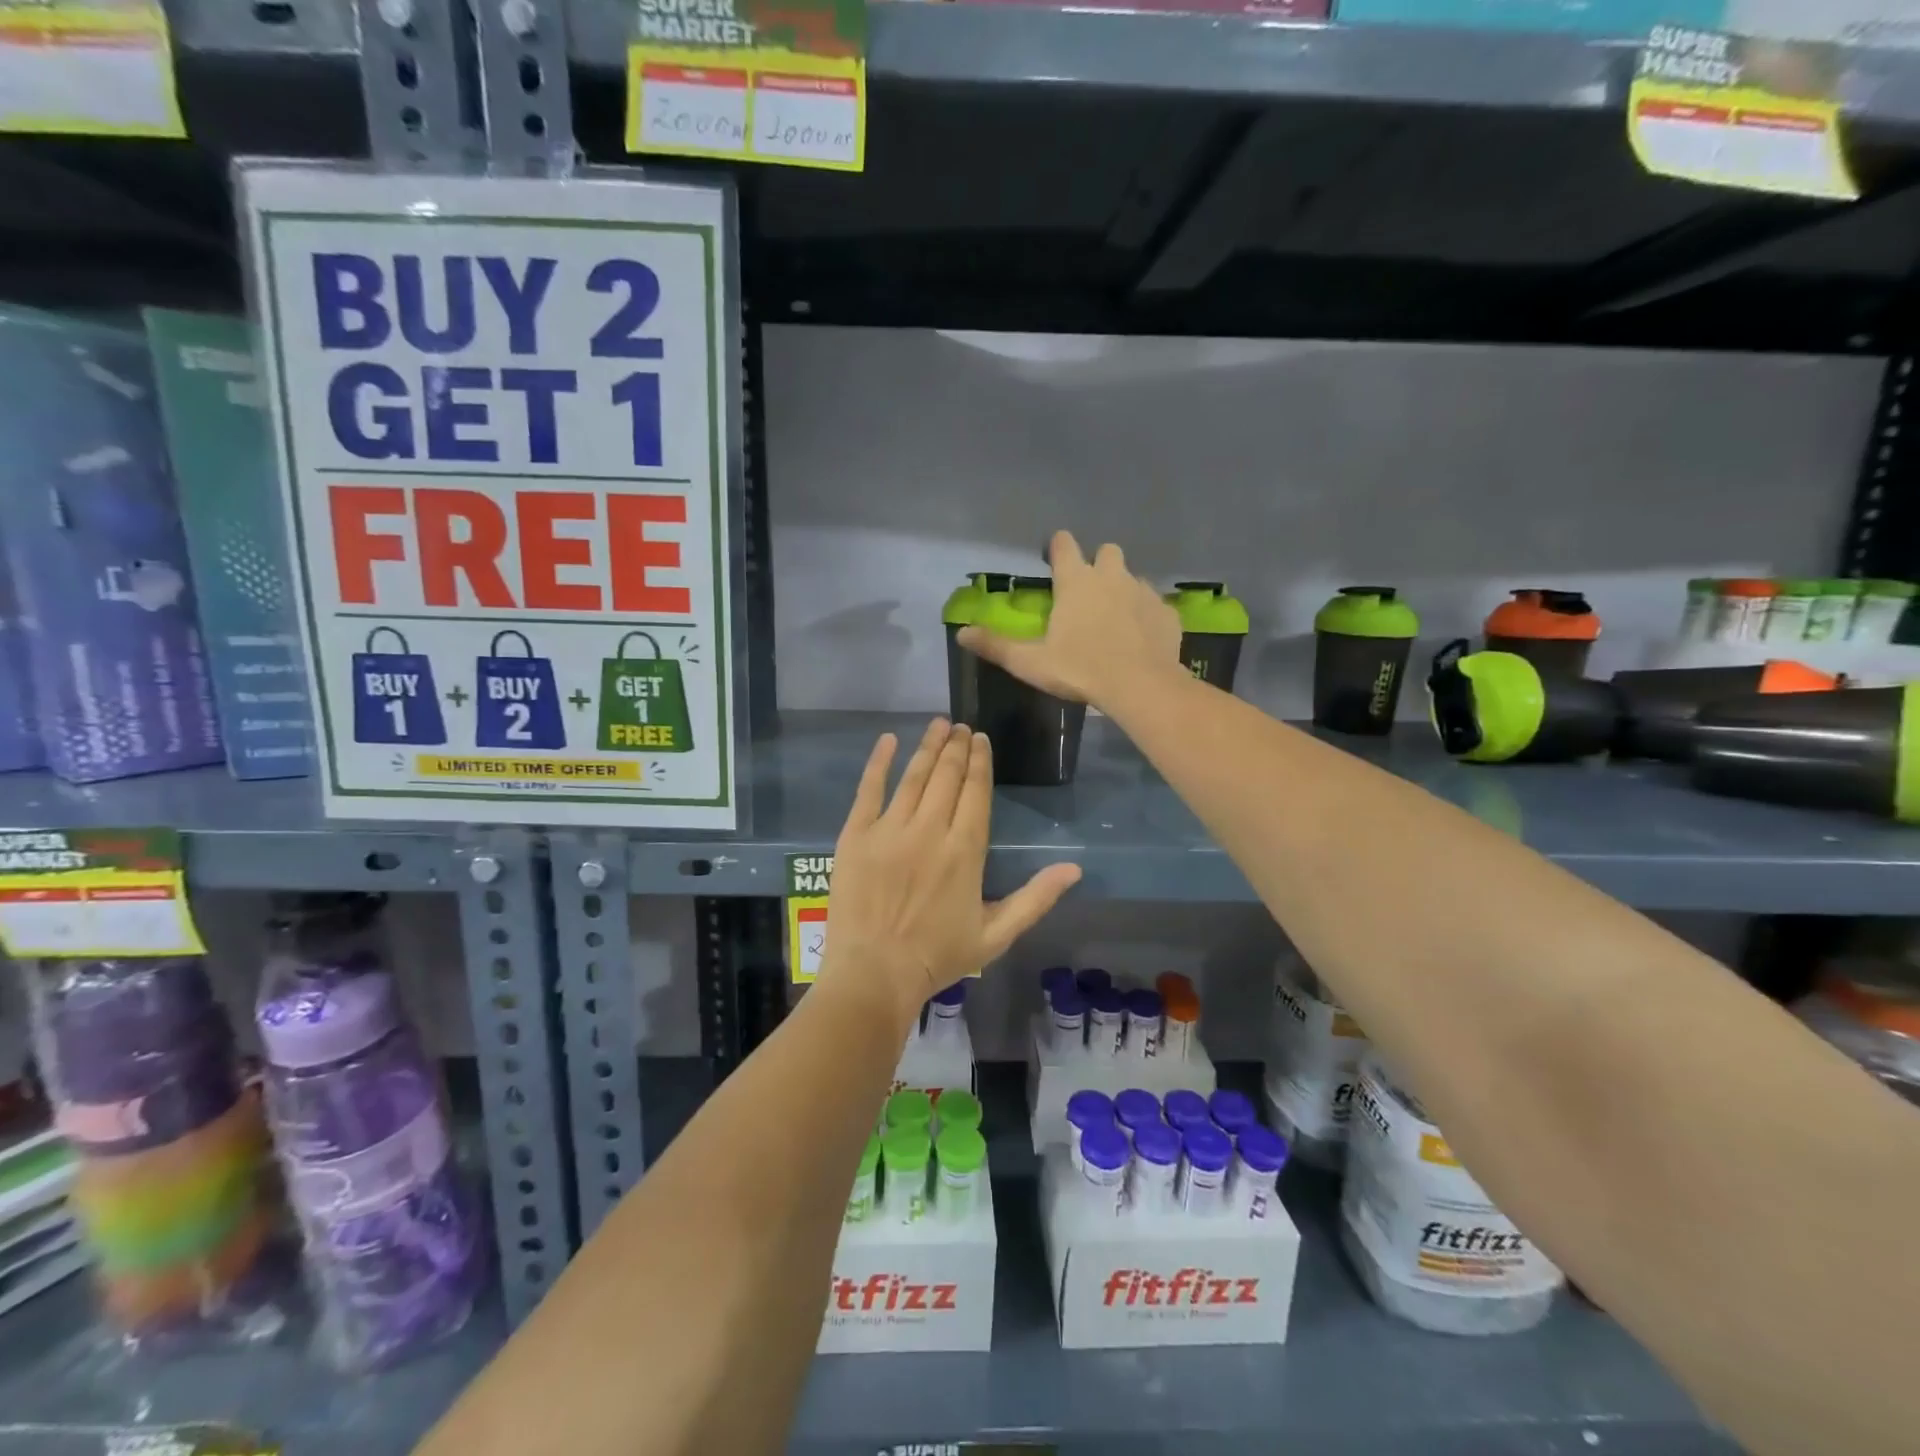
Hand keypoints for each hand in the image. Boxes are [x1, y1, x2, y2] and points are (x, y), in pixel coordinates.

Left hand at [821, 720, 1081, 1027]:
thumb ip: (1036, 898)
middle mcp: (929, 830)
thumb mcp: (996, 934)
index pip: (976, 792)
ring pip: (913, 776)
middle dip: (957, 746)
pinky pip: (868, 789)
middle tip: (961, 726)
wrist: (874, 975)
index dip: (980, 761)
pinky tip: (888, 740)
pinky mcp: (855, 835)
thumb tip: (1075, 868)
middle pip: (947, 776)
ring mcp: (889, 829)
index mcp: (965, 850)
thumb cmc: (938, 957)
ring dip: (928, 747)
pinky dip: (878, 762)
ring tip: (938, 725)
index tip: (981, 739)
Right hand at [957, 531, 1182, 713]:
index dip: (1058, 546)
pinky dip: (1146, 615)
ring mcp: (1143, 591)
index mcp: (1076, 581)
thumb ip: (996, 646)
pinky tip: (1140, 638)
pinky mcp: (1166, 612)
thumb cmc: (1080, 669)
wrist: (1141, 685)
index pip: (1064, 545)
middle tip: (1089, 593)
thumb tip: (961, 634)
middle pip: (1107, 551)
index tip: (1055, 557)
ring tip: (1115, 620)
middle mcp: (1111, 576)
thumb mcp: (1030, 662)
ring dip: (1122, 590)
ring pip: (1132, 577)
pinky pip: (1154, 605)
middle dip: (1098, 564)